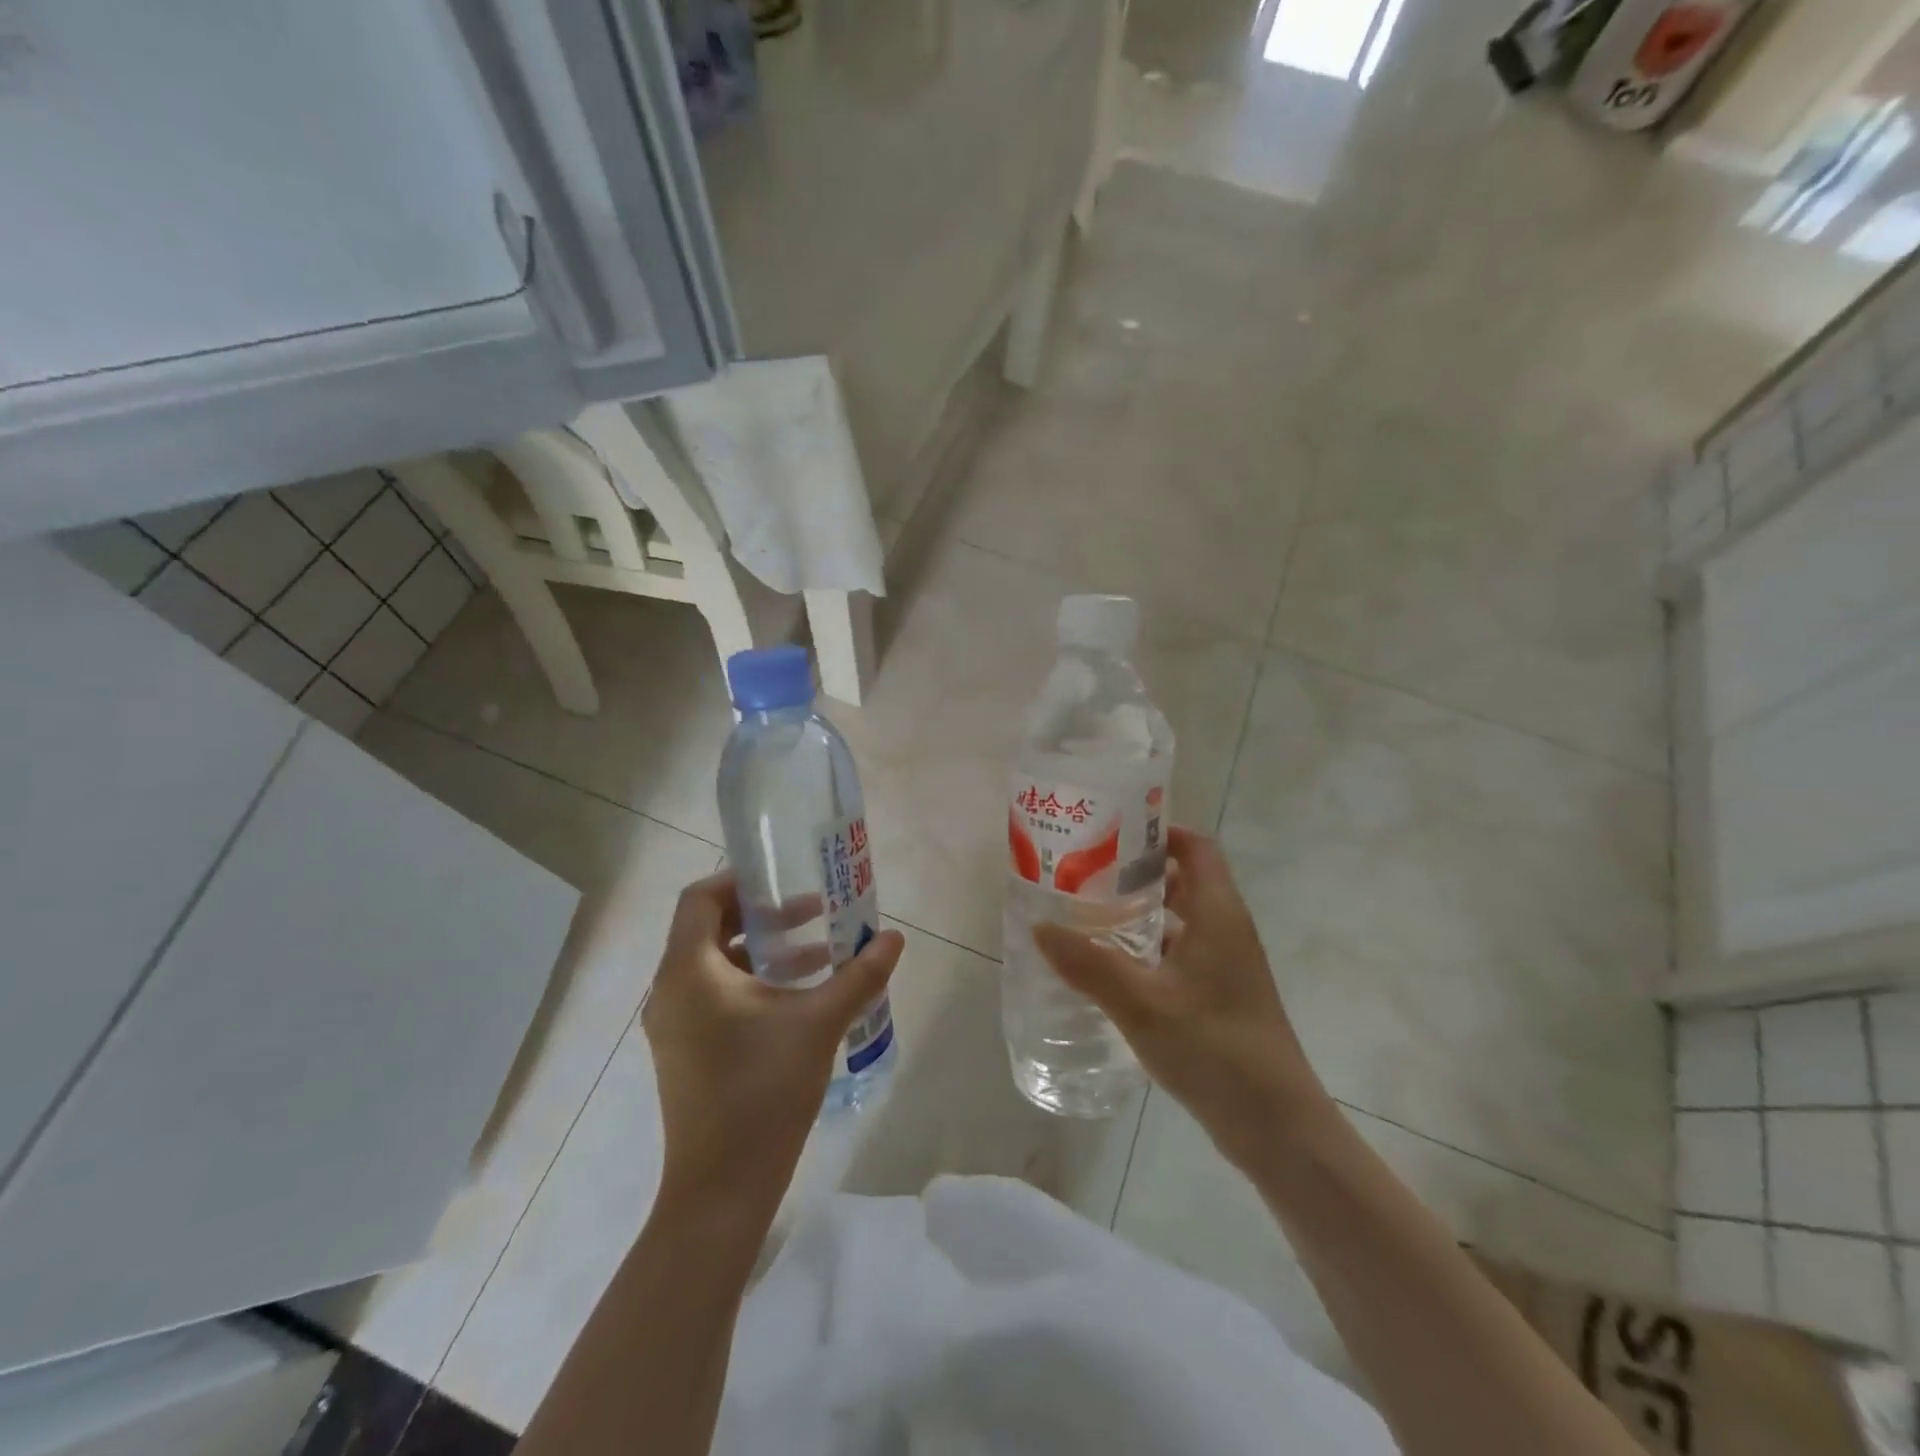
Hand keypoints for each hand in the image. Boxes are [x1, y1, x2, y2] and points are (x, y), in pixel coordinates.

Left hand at [642, 871, 904, 1212]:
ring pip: (715, 965)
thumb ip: (859, 975)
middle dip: (762, 915)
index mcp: (689, 971)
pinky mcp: (685, 1051)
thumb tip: (895, 937)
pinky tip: (799, 997)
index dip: (740, 880)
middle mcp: (671, 990)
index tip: (784, 879)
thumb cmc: (764, 1091)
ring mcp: (674, 1024)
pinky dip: (752, 983)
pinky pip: (714, 995)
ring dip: (763, 951)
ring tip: (817, 953)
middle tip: (811, 910)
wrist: (721, 1189)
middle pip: (709, 928)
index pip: (700, 899)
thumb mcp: (819, 1023)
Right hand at [1032, 826, 1334, 1172]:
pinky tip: (1111, 967)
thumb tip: (1040, 927)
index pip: (1196, 847)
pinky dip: (1148, 948)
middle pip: (1185, 879)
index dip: (1159, 831)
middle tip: (1085, 871)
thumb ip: (1089, 965)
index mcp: (1218, 913)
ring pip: (1180, 919)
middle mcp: (1227, 929)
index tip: (1112, 831)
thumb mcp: (1142, 1004)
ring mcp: (1227, 965)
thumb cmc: (1214, 1048)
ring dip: (1140, 911)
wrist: (1277, 1127)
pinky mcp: (1221, 995)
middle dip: (1137, 871)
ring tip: (1088, 913)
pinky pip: (1181, 952)